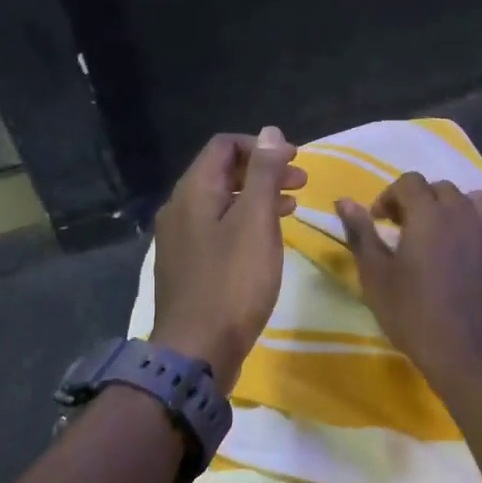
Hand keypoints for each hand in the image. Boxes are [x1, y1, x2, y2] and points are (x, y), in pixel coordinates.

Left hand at [150, 127, 305, 391]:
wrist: (197, 350)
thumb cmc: (233, 282)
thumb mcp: (256, 222)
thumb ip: (263, 174)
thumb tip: (270, 132)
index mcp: (193, 192)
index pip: (224, 146)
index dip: (261, 146)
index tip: (295, 161)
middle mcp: (179, 209)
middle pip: (222, 172)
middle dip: (263, 171)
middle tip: (301, 183)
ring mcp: (180, 239)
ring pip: (221, 202)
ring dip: (257, 197)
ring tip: (292, 207)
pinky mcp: (187, 266)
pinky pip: (217, 229)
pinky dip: (245, 222)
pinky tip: (267, 239)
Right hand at [336, 172, 481, 385]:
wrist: (463, 352)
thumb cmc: (411, 313)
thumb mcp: (375, 274)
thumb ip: (361, 232)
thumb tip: (344, 201)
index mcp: (428, 213)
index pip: (409, 181)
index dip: (390, 196)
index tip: (379, 221)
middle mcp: (462, 213)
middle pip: (441, 188)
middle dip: (419, 200)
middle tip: (404, 228)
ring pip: (474, 200)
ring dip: (454, 208)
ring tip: (441, 232)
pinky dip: (479, 229)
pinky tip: (468, 250)